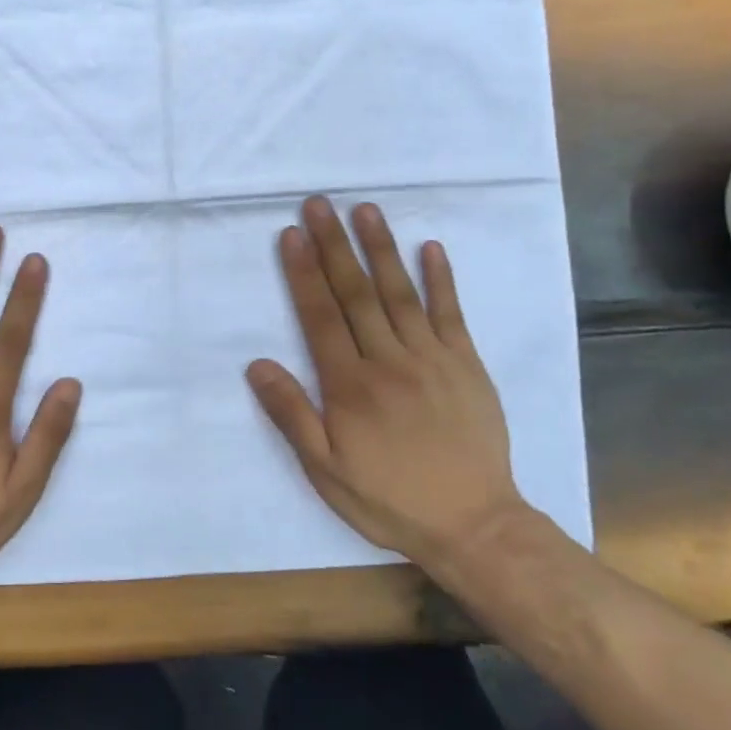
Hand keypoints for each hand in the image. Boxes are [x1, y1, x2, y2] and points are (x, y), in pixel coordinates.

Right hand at [246, 196, 527, 565]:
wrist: (473, 526)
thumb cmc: (388, 498)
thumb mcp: (325, 469)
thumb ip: (291, 414)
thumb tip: (257, 364)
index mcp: (350, 385)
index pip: (320, 316)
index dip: (303, 272)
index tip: (291, 234)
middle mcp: (388, 361)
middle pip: (355, 293)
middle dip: (333, 246)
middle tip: (319, 204)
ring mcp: (432, 358)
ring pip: (399, 293)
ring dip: (380, 249)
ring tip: (364, 210)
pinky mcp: (466, 364)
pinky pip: (451, 314)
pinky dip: (441, 279)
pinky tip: (431, 247)